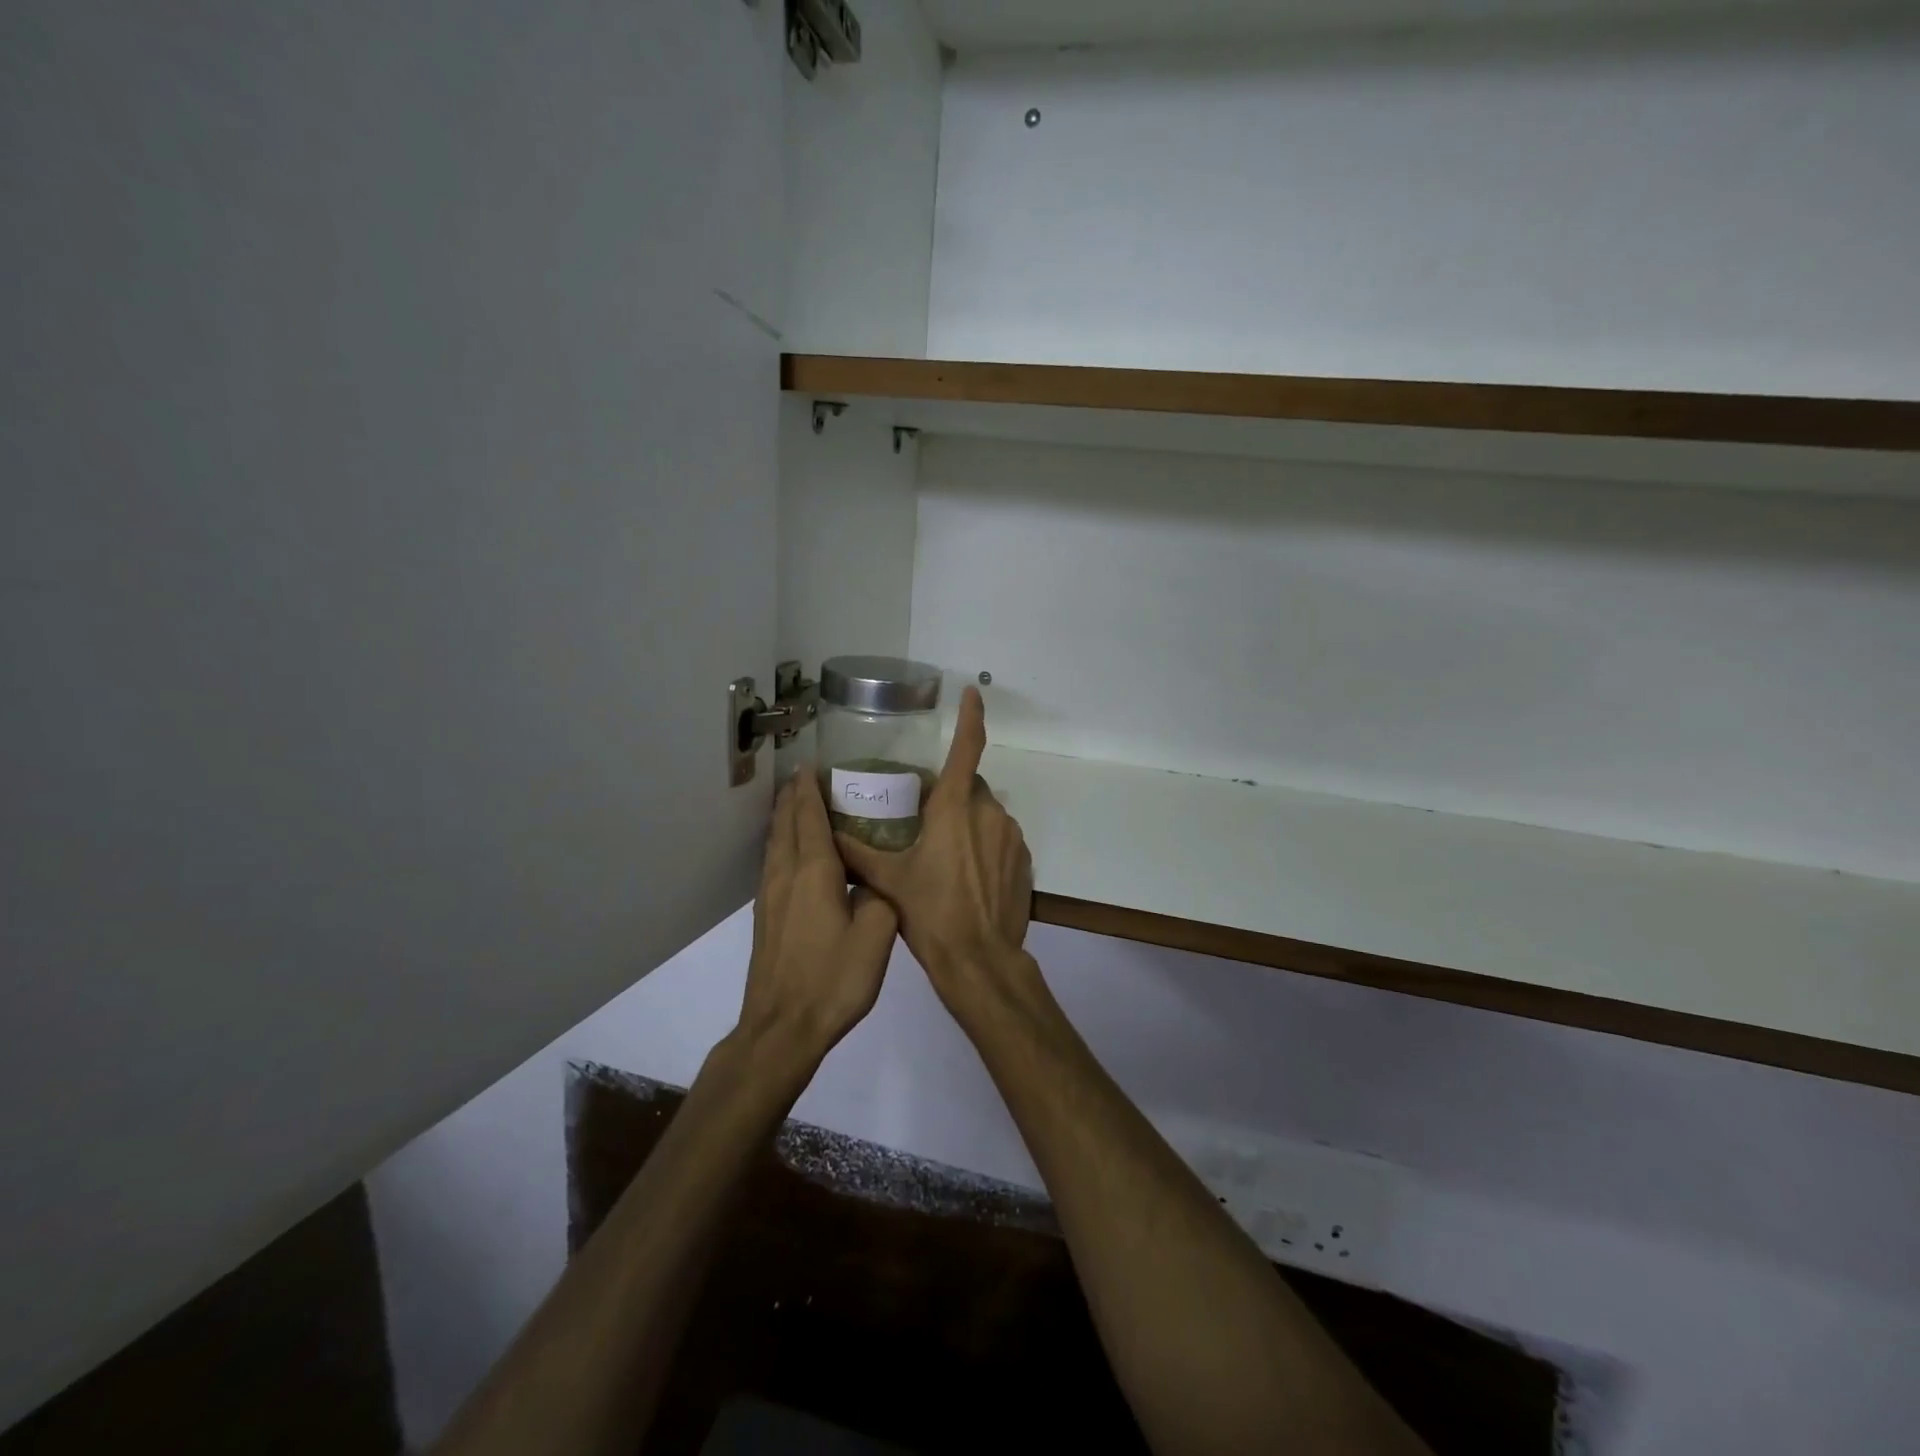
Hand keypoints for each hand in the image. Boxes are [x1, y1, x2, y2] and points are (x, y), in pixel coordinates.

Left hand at [738, 770, 898, 1064]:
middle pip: (786, 824)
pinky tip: (789, 852)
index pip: (810, 818)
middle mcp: (786, 876)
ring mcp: (770, 897)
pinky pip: (772, 863)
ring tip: (795, 802)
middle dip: (794, 796)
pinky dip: (781, 843)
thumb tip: (876, 881)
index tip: (812, 765)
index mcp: (814, 873)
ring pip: (775, 843)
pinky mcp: (765, 917)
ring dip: (784, 818)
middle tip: (805, 776)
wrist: (782, 1028)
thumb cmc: (832, 980)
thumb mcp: (876, 936)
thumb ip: (880, 897)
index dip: (810, 790)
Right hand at [834, 688, 1033, 1020]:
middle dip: (951, 797)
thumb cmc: (930, 912)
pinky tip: (968, 878)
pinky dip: (986, 848)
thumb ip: (856, 852)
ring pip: (987, 815)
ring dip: (969, 825)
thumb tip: (826, 832)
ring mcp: (1012, 837)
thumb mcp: (887, 880)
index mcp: (955, 808)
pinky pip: (1002, 840)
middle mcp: (990, 813)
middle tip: (926, 824)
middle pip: (971, 788)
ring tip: (945, 859)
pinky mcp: (1024, 861)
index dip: (971, 716)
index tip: (972, 692)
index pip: (967, 748)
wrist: (979, 958)